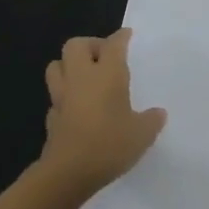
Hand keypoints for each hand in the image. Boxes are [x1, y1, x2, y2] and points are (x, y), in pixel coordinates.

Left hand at [38, 30, 166, 203]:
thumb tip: (158, 113)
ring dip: (69, 66)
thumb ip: (151, 120)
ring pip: (56, 66)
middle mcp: (81, 78)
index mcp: (107, 74)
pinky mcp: (51, 117)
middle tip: (105, 57)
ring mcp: (62, 97)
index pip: (113, 44)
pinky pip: (56, 97)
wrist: (68, 173)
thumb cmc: (109, 144)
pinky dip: (65, 96)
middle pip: (75, 45)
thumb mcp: (142, 134)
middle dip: (90, 45)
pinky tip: (77, 107)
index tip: (127, 35)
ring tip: (86, 77)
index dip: (121, 37)